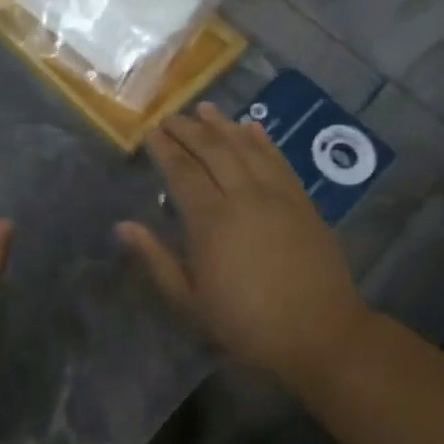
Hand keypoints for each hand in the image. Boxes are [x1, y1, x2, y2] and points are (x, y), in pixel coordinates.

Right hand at [119, 102, 366, 387]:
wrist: (320, 335)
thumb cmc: (246, 324)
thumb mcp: (190, 301)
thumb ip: (156, 259)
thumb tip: (123, 226)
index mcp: (211, 221)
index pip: (182, 172)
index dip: (165, 149)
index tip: (152, 132)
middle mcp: (244, 197)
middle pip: (213, 151)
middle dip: (189, 131)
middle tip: (171, 118)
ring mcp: (278, 196)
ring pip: (246, 148)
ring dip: (223, 126)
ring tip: (204, 109)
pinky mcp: (303, 202)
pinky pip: (279, 161)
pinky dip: (263, 141)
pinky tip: (252, 128)